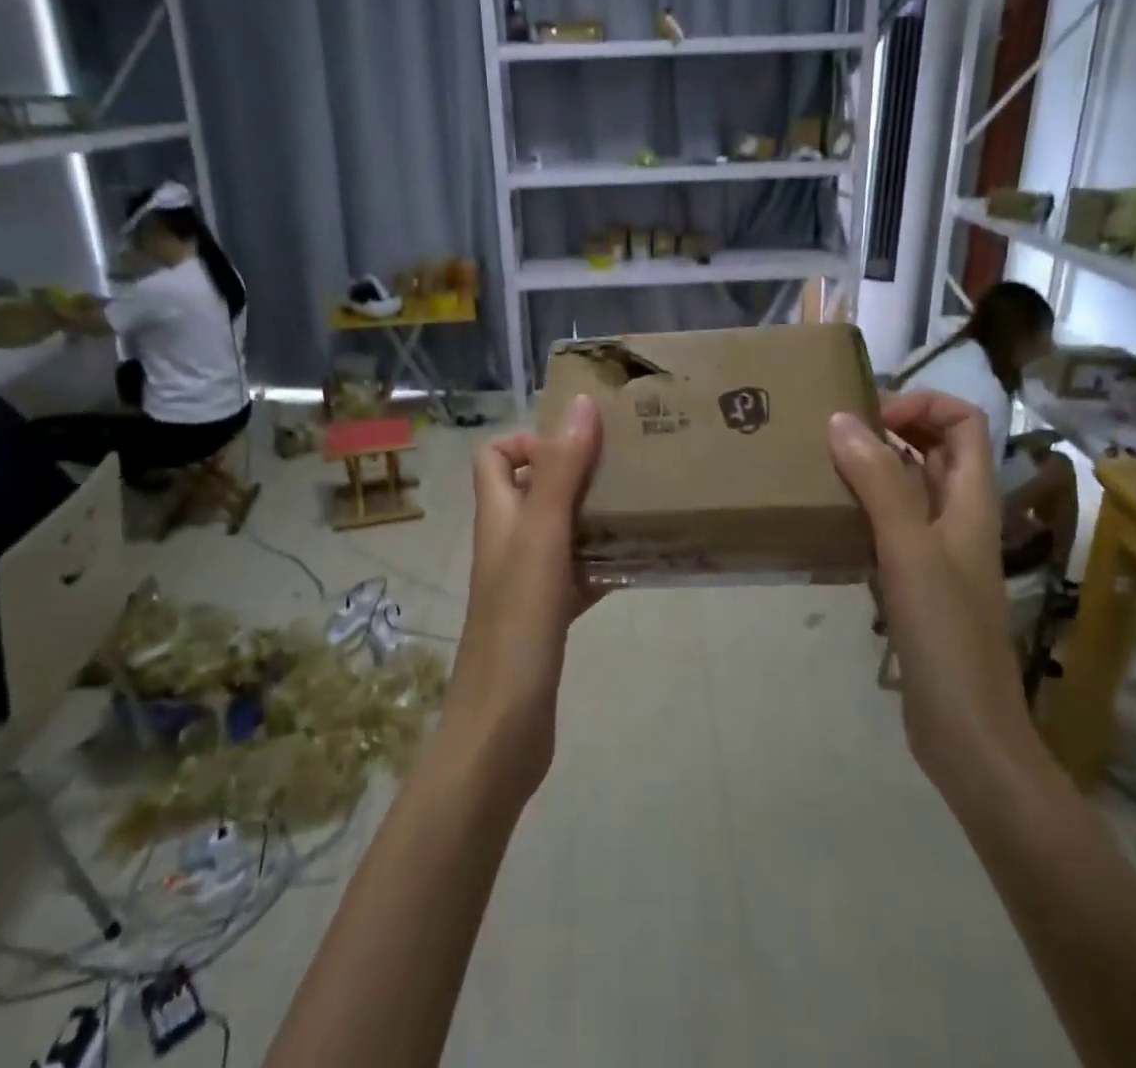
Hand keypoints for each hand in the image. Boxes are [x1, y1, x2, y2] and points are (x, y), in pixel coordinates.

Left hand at [441, 395, 603, 801]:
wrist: (503, 730)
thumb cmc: (518, 626)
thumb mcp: (541, 538)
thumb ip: (560, 472)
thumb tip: (580, 404)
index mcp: (498, 517)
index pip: (493, 456)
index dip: (529, 440)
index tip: (580, 444)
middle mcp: (508, 543)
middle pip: (533, 488)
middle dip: (575, 471)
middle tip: (626, 465)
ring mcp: (527, 582)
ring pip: (560, 530)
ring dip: (594, 514)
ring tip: (642, 504)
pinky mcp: (548, 616)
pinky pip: (578, 573)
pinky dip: (603, 561)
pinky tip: (639, 561)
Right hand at [828, 391, 1034, 801]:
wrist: (966, 731)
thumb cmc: (946, 635)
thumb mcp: (910, 550)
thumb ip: (880, 483)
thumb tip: (842, 419)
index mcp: (971, 500)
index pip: (964, 421)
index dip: (923, 404)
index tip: (870, 417)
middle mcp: (958, 515)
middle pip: (937, 447)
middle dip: (893, 427)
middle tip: (836, 432)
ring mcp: (938, 549)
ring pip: (910, 485)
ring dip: (873, 466)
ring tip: (822, 465)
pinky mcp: (917, 580)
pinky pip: (891, 523)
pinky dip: (864, 507)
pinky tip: (829, 518)